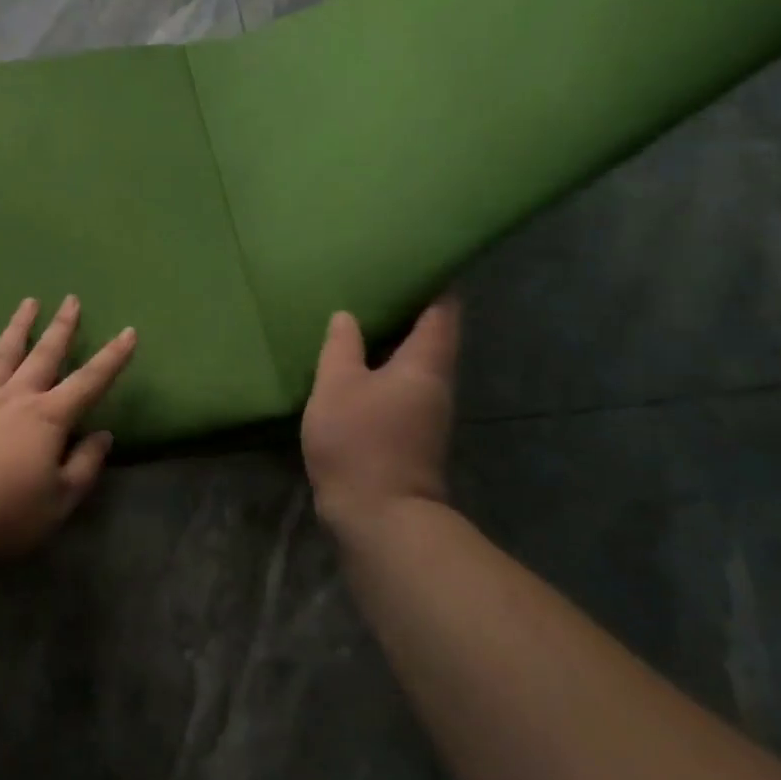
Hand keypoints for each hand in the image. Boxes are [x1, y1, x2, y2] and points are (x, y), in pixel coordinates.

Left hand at [0, 296, 136, 556]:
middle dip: (62, 327)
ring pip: (5, 353)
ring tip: (29, 302)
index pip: (90, 382)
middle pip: (45, 354)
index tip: (129, 332)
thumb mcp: (59, 502)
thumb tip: (104, 435)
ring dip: (19, 326)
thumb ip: (84, 466)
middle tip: (71, 299)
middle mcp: (17, 397)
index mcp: (49, 418)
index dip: (113, 358)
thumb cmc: (4, 512)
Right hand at [301, 296, 460, 532]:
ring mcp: (427, 413)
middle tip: (379, 282)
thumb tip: (346, 316)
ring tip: (363, 316)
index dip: (437, 284)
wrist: (380, 518)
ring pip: (415, 363)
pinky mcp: (412, 435)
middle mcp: (436, 385)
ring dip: (395, 341)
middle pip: (433, 337)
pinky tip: (357, 364)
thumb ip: (341, 347)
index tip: (421, 261)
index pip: (442, 312)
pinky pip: (402, 385)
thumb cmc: (360, 441)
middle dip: (411, 310)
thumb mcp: (338, 385)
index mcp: (425, 364)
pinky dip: (384, 367)